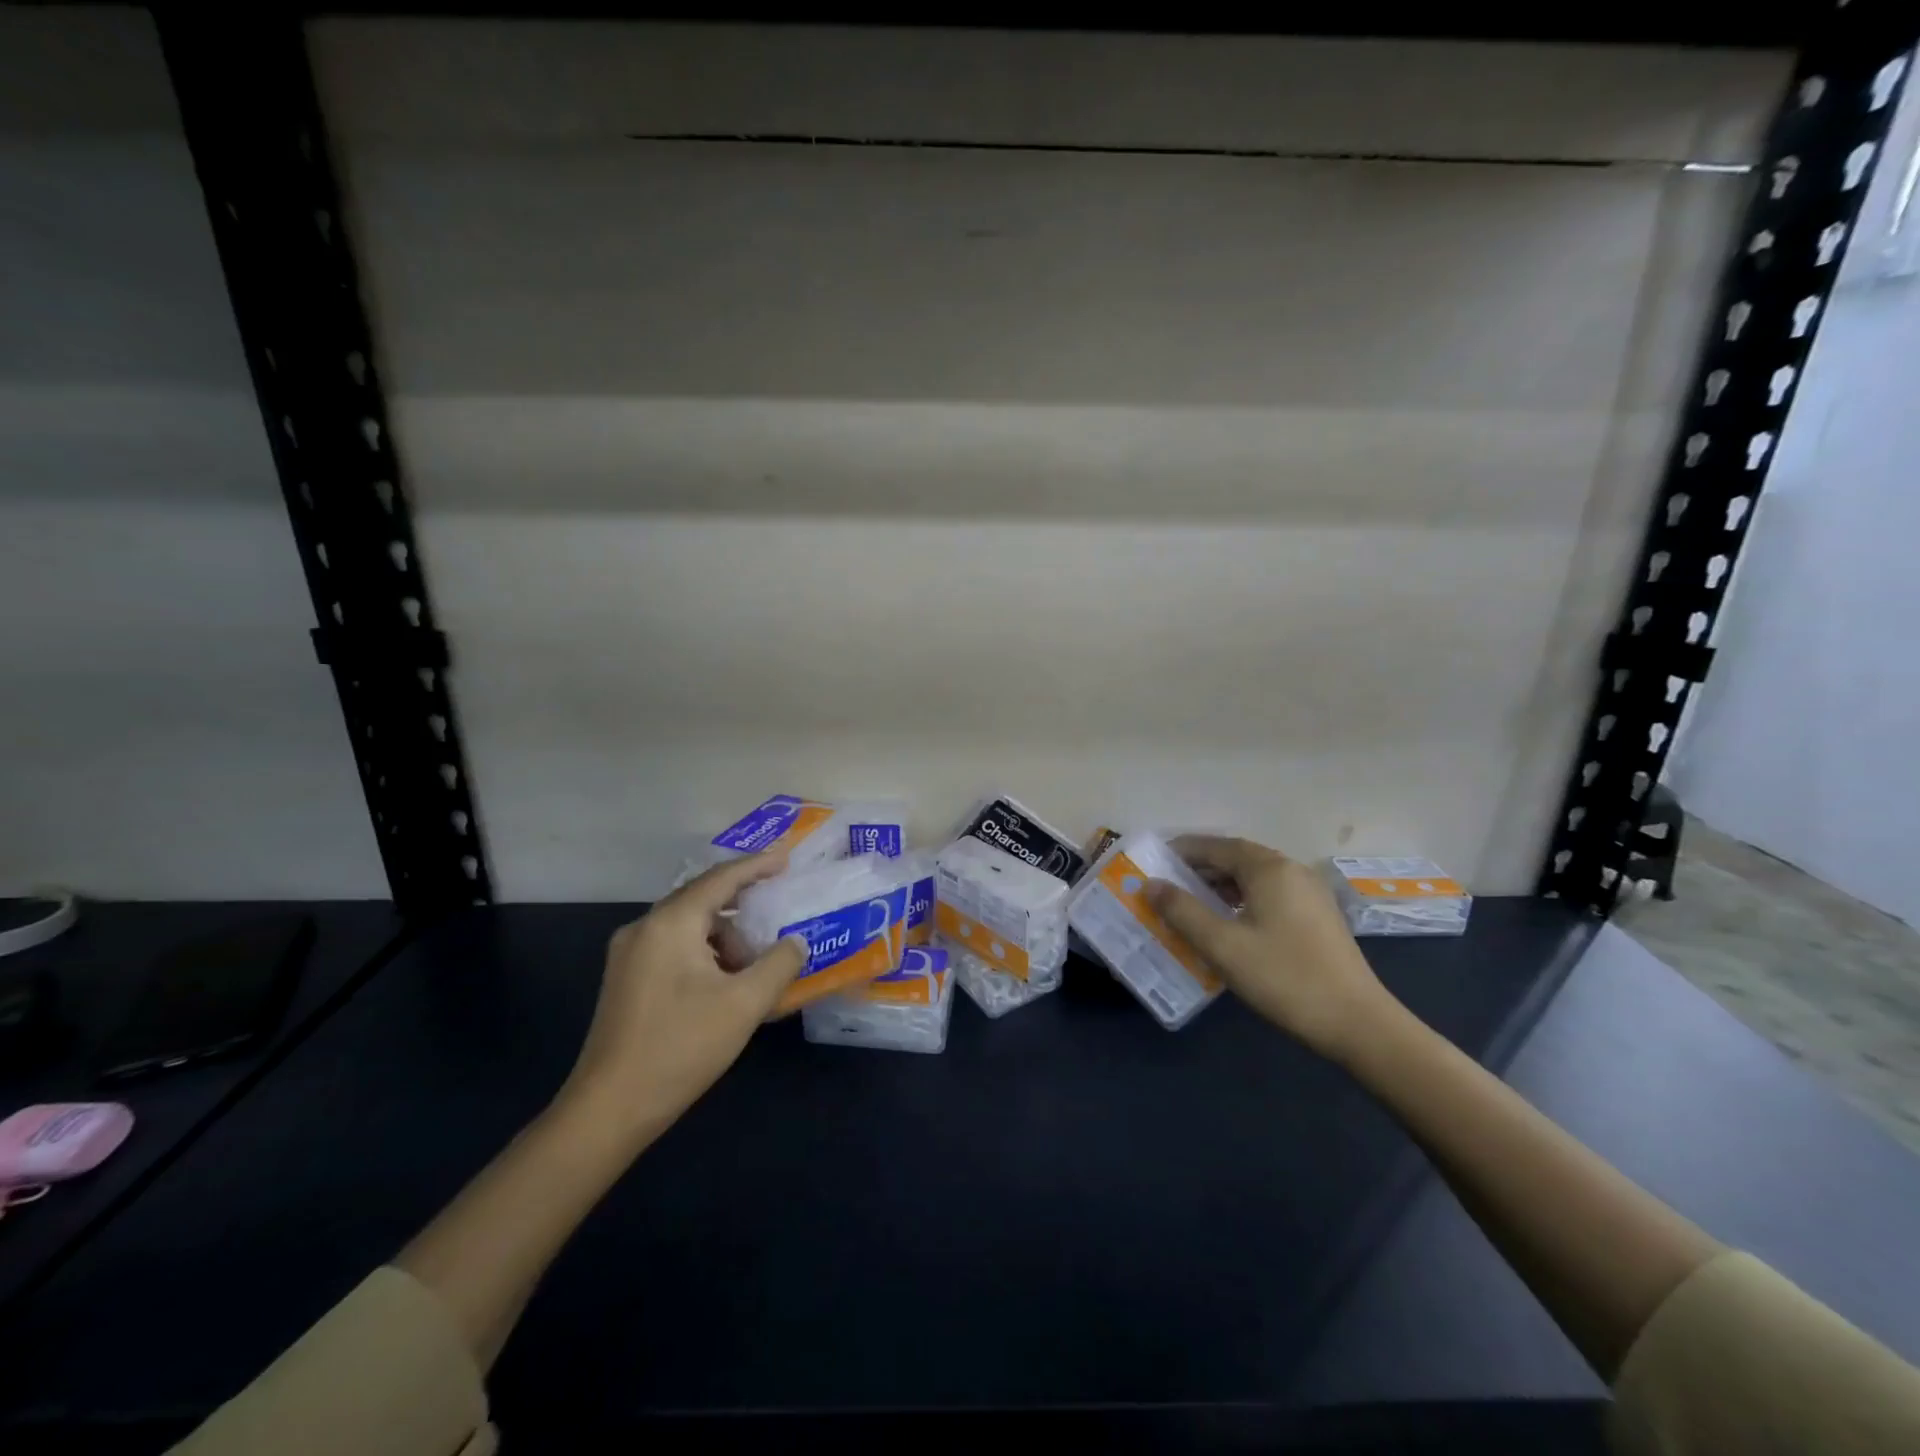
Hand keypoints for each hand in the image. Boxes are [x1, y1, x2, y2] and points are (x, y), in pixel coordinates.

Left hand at [557, 852, 806, 1144]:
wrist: (608, 1109)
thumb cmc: (680, 1047)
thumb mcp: (744, 1004)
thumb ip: (779, 964)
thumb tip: (795, 943)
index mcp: (670, 923)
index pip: (721, 879)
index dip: (756, 866)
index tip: (786, 859)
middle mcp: (644, 928)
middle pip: (702, 900)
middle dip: (743, 908)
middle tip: (777, 916)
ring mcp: (628, 954)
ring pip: (688, 928)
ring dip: (724, 940)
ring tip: (752, 971)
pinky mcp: (625, 980)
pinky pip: (673, 948)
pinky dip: (704, 955)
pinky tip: (723, 985)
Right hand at [1146, 835, 1394, 1062]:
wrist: (1358, 1023)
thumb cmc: (1284, 977)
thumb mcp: (1222, 945)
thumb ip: (1182, 911)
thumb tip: (1150, 884)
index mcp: (1269, 868)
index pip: (1216, 846)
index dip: (1182, 851)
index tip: (1153, 862)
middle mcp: (1291, 870)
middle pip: (1236, 858)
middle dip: (1199, 868)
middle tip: (1166, 885)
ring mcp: (1309, 893)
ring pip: (1254, 877)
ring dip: (1220, 885)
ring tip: (1191, 905)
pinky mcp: (1318, 916)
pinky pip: (1270, 893)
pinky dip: (1242, 898)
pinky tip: (1229, 923)